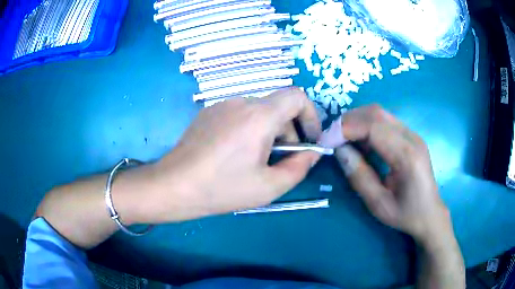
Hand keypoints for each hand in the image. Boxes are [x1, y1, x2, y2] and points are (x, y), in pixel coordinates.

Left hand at [153, 87, 321, 220]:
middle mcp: (240, 102)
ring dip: (268, 132)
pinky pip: (239, 115)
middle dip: (289, 132)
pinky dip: (249, 130)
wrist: (173, 186)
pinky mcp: (208, 113)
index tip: (308, 140)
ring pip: (259, 112)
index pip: (297, 96)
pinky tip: (234, 154)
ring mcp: (221, 105)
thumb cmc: (221, 189)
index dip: (311, 115)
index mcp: (258, 116)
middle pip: (278, 107)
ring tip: (255, 161)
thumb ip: (299, 168)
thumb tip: (311, 153)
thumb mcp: (268, 187)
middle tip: (281, 161)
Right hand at [333, 105, 450, 242]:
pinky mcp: (411, 135)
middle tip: (332, 139)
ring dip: (357, 122)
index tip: (326, 141)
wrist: (430, 213)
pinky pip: (385, 121)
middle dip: (348, 121)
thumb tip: (339, 150)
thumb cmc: (406, 214)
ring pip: (379, 113)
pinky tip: (362, 143)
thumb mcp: (378, 204)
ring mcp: (413, 134)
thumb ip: (359, 176)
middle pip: (376, 113)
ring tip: (344, 141)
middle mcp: (412, 137)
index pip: (373, 127)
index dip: (345, 129)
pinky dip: (367, 126)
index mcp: (407, 156)